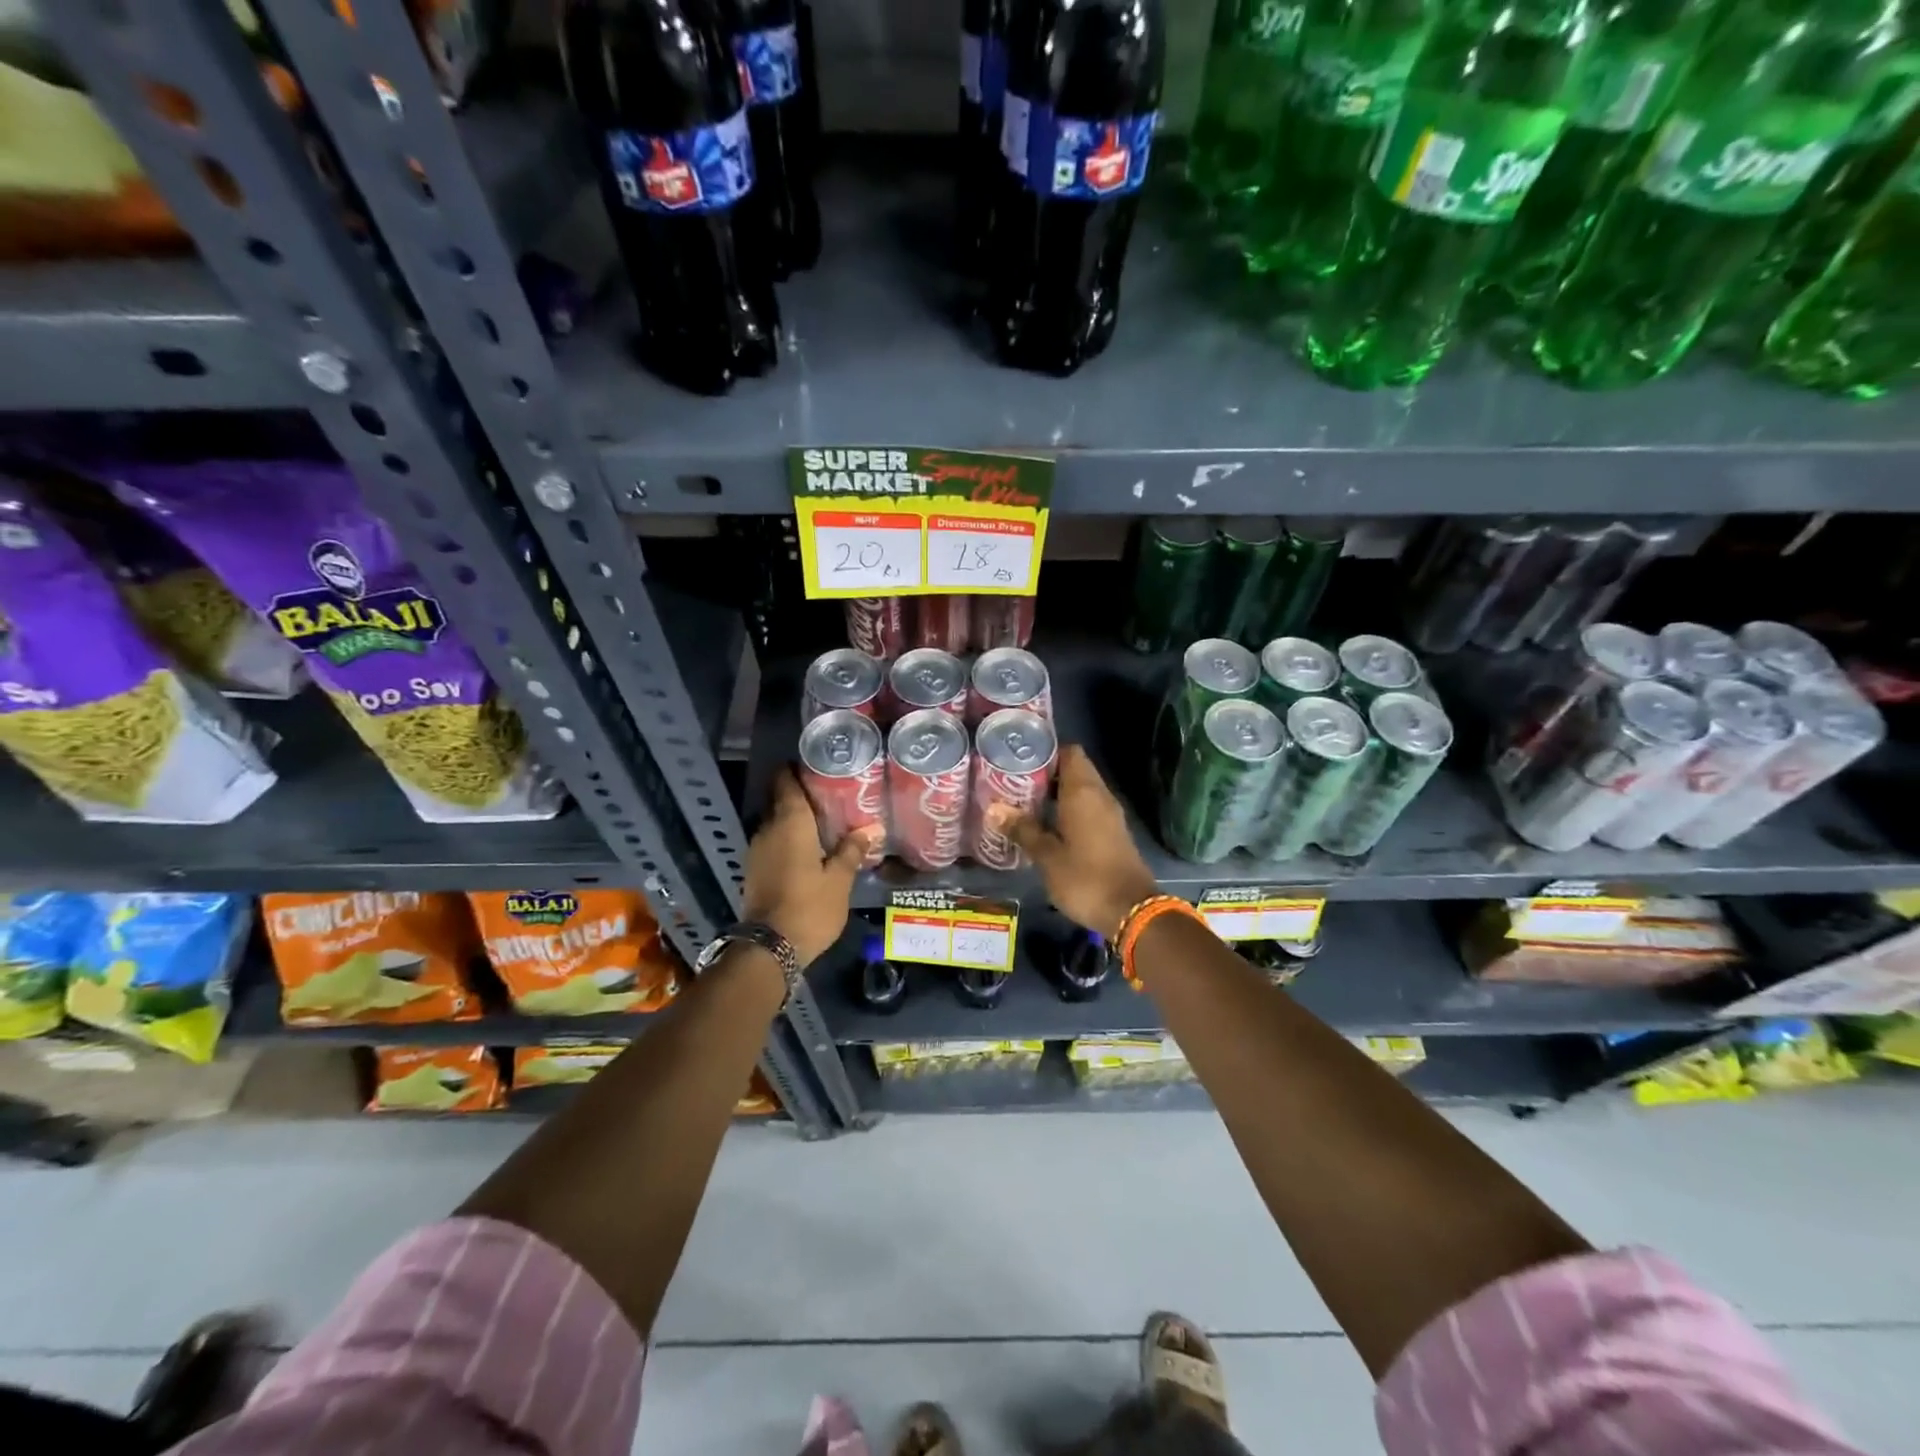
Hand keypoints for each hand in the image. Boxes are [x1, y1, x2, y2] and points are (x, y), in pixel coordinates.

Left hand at [742, 766, 877, 965]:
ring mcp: (757, 851)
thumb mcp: (840, 879)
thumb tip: (870, 828)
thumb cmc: (809, 906)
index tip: (816, 766)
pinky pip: (773, 844)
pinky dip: (788, 841)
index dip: (796, 770)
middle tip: (831, 796)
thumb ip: (852, 850)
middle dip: (802, 797)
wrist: (769, 948)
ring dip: (795, 822)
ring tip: (825, 824)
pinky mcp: (754, 871)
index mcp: (790, 823)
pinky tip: (809, 851)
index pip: (785, 782)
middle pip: (781, 802)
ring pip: (776, 824)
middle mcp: (768, 830)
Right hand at [1002, 744, 1158, 938]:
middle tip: (1014, 783)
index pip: (1069, 752)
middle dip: (1047, 773)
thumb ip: (1022, 829)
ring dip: (1057, 793)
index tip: (1020, 760)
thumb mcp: (1046, 856)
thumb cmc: (1085, 879)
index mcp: (1084, 792)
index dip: (1046, 752)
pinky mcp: (1113, 832)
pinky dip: (1069, 809)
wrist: (1131, 911)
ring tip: (1025, 802)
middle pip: (1075, 769)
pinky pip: (1089, 808)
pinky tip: (1047, 825)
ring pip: (1082, 790)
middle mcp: (1100, 796)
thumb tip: (993, 809)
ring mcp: (1110, 814)